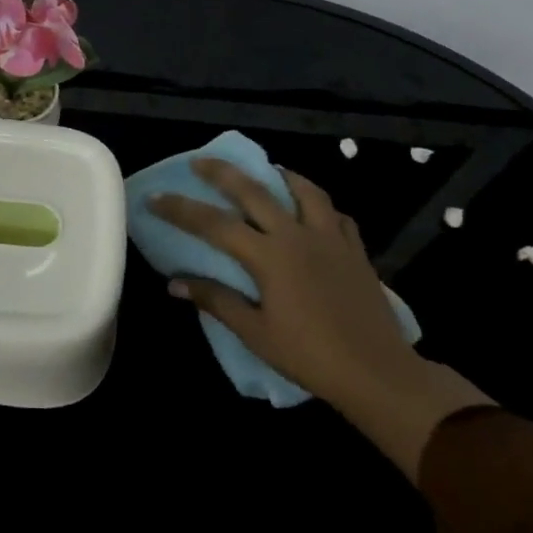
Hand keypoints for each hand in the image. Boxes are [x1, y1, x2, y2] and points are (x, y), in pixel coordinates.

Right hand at [150, 159, 491, 481]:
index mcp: (270, 256)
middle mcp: (299, 236)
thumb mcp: (255, 332)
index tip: (155, 198)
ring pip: (305, 191)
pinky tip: (310, 210)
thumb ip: (216, 300)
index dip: (181, 209)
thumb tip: (176, 283)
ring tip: (265, 171)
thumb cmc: (310, 356)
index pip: (215, 224)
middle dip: (223, 173)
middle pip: (256, 192)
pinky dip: (317, 204)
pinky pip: (335, 214)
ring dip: (279, 176)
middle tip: (200, 161)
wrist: (378, 372)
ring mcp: (332, 239)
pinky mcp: (356, 251)